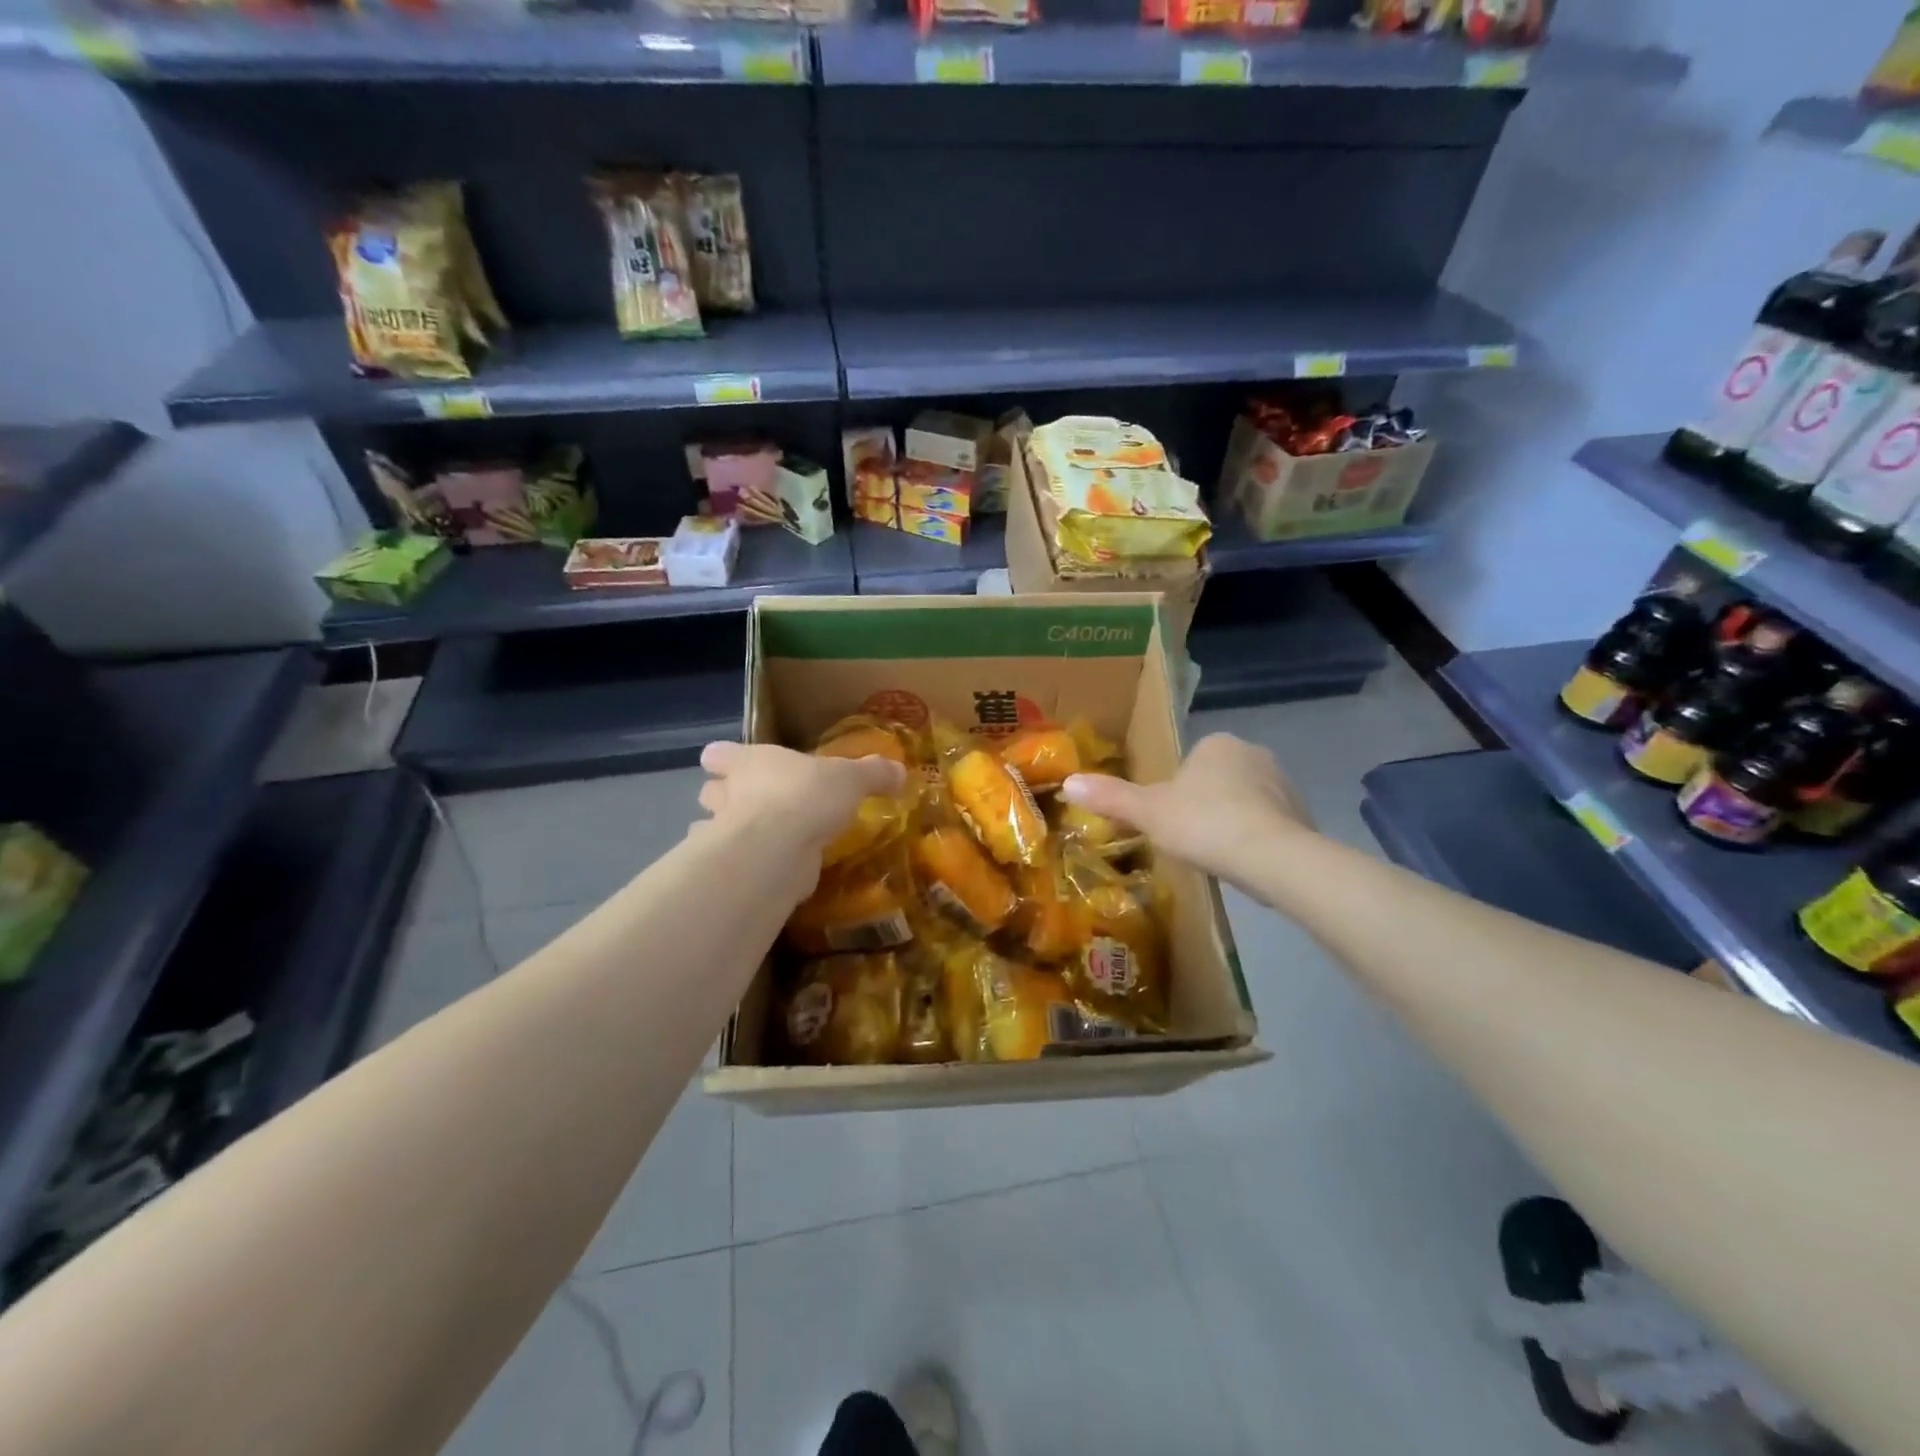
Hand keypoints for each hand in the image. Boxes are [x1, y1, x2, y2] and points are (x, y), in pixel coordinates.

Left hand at [697, 741, 905, 855]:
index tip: (728, 764)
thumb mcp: (851, 779)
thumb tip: (900, 770)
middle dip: (723, 797)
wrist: (779, 848)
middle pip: (710, 791)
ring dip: (726, 834)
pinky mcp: (732, 869)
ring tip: (757, 842)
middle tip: (750, 804)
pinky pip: (733, 865)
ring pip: (712, 829)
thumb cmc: (808, 796)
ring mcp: (723, 833)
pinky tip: (762, 872)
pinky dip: (743, 868)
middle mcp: (729, 794)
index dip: (724, 759)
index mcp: (751, 762)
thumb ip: (873, 774)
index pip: (719, 753)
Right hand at [1060, 733, 1312, 884]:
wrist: (1271, 856)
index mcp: (1216, 744)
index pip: (1188, 764)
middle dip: (1204, 807)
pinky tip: (1245, 864)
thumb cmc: (1203, 824)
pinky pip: (1269, 824)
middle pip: (1217, 782)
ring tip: (1217, 856)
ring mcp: (1284, 783)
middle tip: (1190, 841)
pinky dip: (1256, 839)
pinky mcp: (1302, 814)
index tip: (1170, 822)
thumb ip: (1112, 797)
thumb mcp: (1148, 813)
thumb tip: (1067, 781)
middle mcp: (1253, 753)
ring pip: (1244, 802)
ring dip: (1231, 823)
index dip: (1175, 794)